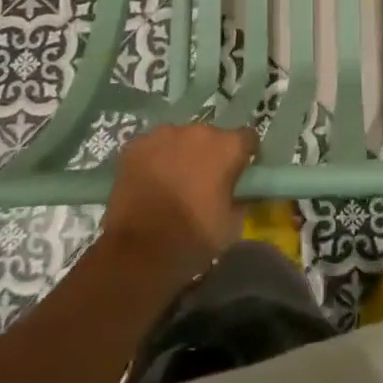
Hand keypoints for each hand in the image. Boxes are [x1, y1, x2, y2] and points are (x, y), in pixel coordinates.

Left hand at [105, 122, 258, 267]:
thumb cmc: (193, 238)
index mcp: (227, 147)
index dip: (244, 154)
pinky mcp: (136, 145)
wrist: (138, 251)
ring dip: (181, 154)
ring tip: (172, 181)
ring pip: (180, 139)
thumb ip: (240, 199)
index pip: (247, 138)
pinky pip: (152, 147)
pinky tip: (149, 181)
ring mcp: (163, 135)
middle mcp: (198, 131)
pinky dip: (154, 159)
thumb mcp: (232, 225)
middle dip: (210, 154)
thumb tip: (238, 192)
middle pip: (211, 137)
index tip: (239, 172)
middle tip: (203, 181)